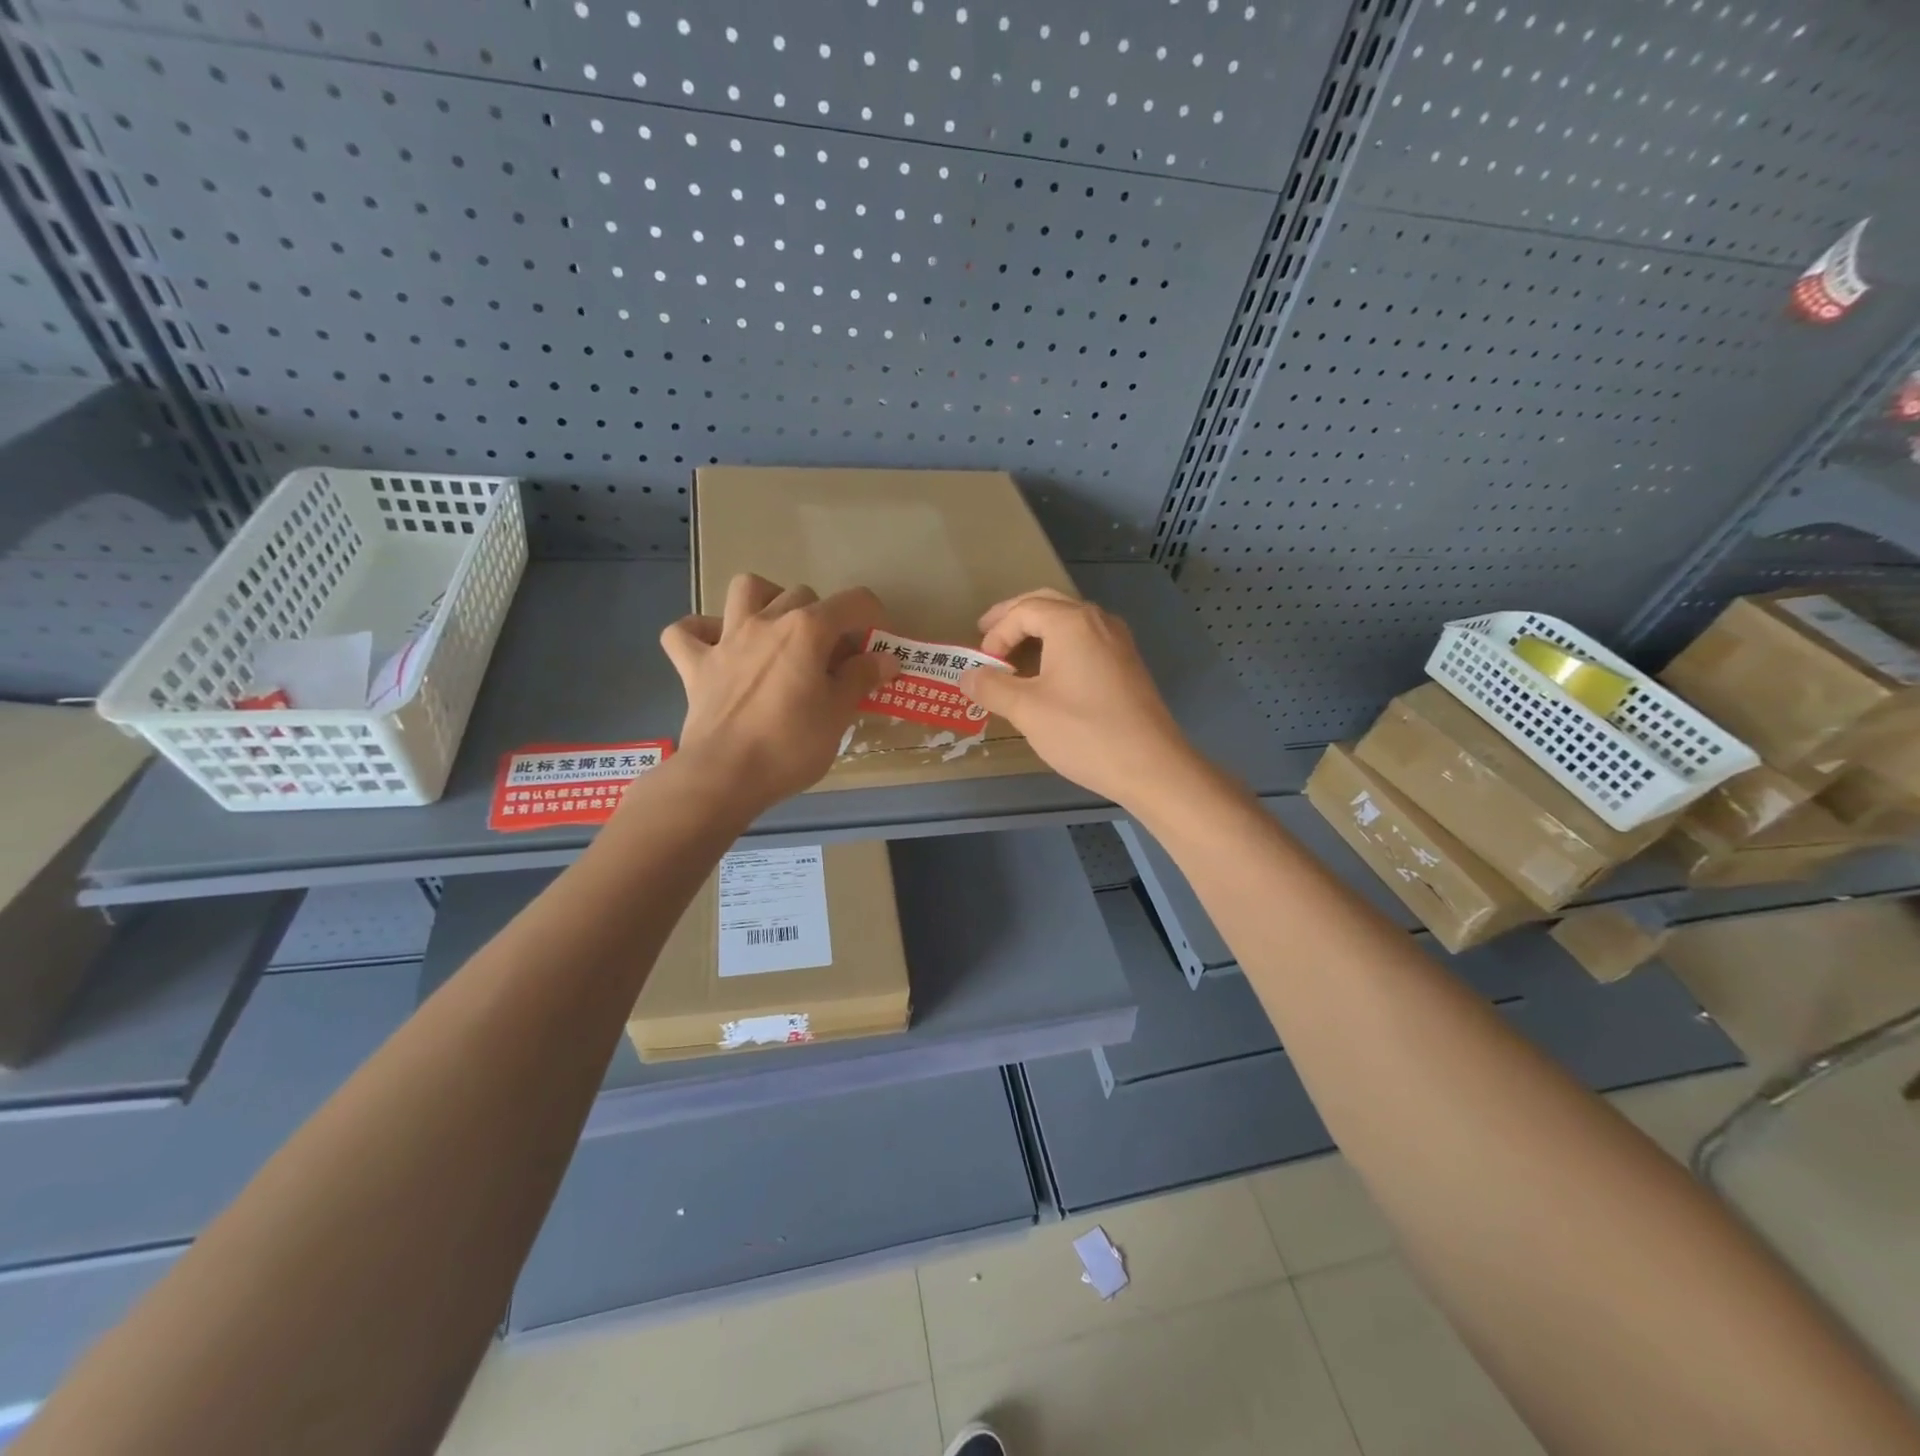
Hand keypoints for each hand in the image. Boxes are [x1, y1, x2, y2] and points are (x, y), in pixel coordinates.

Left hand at [659, 574, 896, 809]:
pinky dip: (701, 632)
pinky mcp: (695, 665)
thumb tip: (885, 658)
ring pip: (745, 590)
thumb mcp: (838, 715)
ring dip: (766, 600)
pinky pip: (685, 632)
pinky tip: (716, 646)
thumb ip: (861, 679)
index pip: (854, 602)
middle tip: (831, 657)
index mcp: (807, 631)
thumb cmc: (790, 746)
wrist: (725, 775)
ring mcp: (726, 640)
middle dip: (824, 617)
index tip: (877, 646)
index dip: (874, 617)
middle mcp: (766, 622)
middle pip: (803, 595)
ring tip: (777, 630)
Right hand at [957, 588, 1196, 807]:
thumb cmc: (1084, 732)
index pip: (1023, 611)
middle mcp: (1098, 621)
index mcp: (1072, 622)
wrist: (1152, 766)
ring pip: (1069, 621)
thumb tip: (965, 676)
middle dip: (1014, 617)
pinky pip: (1086, 640)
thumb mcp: (1028, 710)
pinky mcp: (1128, 664)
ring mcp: (1118, 641)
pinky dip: (1060, 646)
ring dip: (1038, 631)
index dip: (996, 634)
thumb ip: (992, 687)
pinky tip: (1050, 672)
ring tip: (1014, 653)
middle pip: (1047, 604)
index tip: (981, 665)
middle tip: (987, 633)